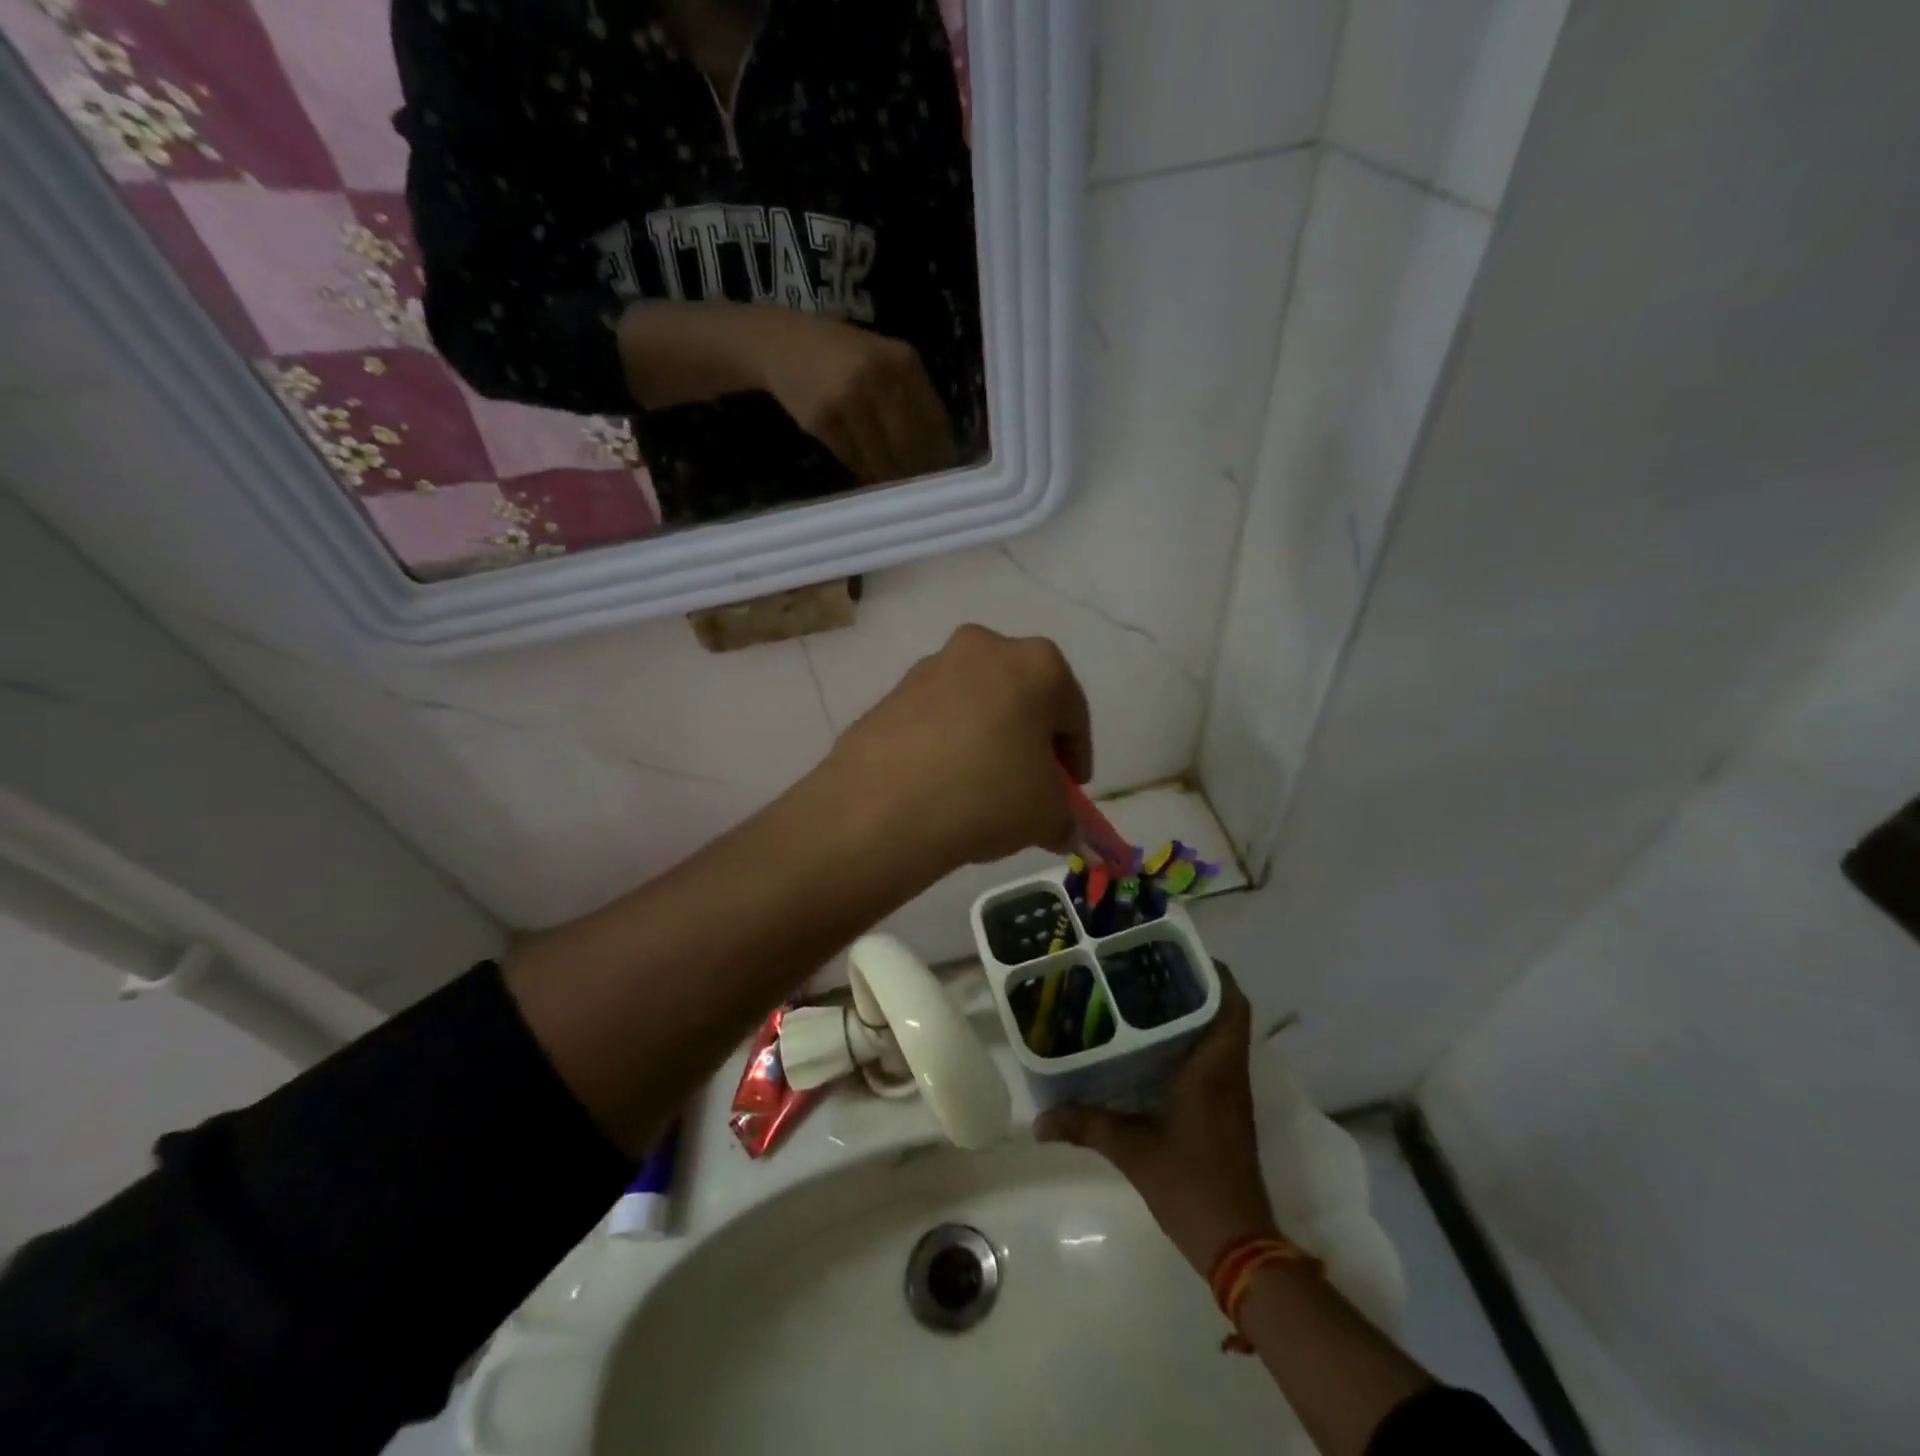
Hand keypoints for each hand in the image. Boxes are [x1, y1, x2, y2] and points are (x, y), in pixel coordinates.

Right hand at [754, 311, 959, 483]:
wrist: (782, 344)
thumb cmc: (843, 356)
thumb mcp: (884, 361)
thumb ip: (912, 397)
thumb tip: (942, 452)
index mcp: (903, 361)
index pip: (934, 420)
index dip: (942, 454)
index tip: (947, 476)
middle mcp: (877, 376)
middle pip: (910, 443)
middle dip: (919, 472)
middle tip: (924, 491)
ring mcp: (848, 398)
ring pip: (882, 456)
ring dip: (892, 478)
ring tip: (899, 489)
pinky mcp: (822, 420)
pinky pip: (854, 459)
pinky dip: (867, 473)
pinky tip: (872, 477)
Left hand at [821, 624, 1092, 874]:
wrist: (882, 807)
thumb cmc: (987, 795)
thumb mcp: (1047, 816)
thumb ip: (1064, 816)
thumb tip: (1059, 827)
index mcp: (1037, 663)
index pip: (1073, 714)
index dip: (1076, 757)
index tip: (1071, 789)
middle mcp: (984, 648)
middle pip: (1021, 698)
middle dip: (1029, 740)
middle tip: (1029, 785)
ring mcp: (931, 667)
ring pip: (976, 705)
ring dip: (986, 738)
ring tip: (981, 789)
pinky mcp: (891, 693)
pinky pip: (936, 719)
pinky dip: (947, 744)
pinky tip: (942, 785)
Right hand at [1037, 966, 1278, 1274]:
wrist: (1240, 1246)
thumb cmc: (1192, 1185)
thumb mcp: (1133, 1151)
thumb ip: (1087, 1126)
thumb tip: (1039, 1120)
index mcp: (1214, 1068)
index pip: (1231, 1003)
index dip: (1214, 972)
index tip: (1178, 952)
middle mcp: (1229, 1073)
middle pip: (1226, 1012)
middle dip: (1194, 985)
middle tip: (1148, 969)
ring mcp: (1232, 1094)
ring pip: (1222, 1035)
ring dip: (1194, 1013)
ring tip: (1146, 997)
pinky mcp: (1228, 1113)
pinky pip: (1216, 1060)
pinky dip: (1192, 1043)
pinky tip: (1154, 1049)